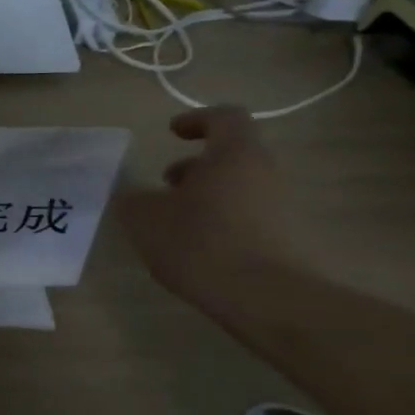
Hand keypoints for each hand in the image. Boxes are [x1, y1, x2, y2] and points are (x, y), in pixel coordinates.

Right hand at [115, 107, 307, 304]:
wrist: (264, 297)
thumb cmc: (199, 242)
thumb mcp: (143, 216)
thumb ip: (132, 197)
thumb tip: (131, 194)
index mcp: (234, 155)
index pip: (225, 117)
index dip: (197, 119)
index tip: (172, 133)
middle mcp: (264, 172)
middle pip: (231, 155)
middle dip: (194, 166)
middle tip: (163, 184)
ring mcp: (279, 206)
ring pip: (236, 186)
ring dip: (204, 194)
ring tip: (172, 221)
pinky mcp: (282, 237)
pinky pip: (245, 214)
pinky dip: (218, 219)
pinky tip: (193, 246)